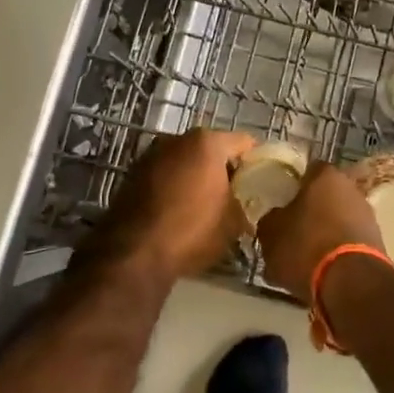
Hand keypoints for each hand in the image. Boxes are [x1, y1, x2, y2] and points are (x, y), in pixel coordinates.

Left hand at [87, 128, 256, 281]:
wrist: (133, 253)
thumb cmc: (191, 231)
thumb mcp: (232, 223)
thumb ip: (244, 205)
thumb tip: (245, 208)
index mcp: (207, 143)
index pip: (244, 142)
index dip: (256, 161)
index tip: (261, 181)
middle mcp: (176, 139)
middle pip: (211, 148)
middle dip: (223, 168)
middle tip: (234, 195)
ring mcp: (151, 154)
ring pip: (185, 160)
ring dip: (195, 176)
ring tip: (204, 205)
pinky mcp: (132, 173)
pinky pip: (164, 174)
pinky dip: (174, 185)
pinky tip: (178, 210)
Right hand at [255, 161, 382, 303]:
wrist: (351, 283)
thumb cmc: (305, 246)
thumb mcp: (271, 233)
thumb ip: (271, 220)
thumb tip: (275, 218)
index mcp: (325, 176)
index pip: (308, 170)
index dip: (294, 184)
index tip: (283, 200)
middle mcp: (351, 188)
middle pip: (326, 194)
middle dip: (312, 209)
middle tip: (293, 228)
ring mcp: (368, 215)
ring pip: (339, 218)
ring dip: (326, 231)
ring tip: (306, 255)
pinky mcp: (378, 242)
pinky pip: (350, 240)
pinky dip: (338, 250)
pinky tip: (324, 268)